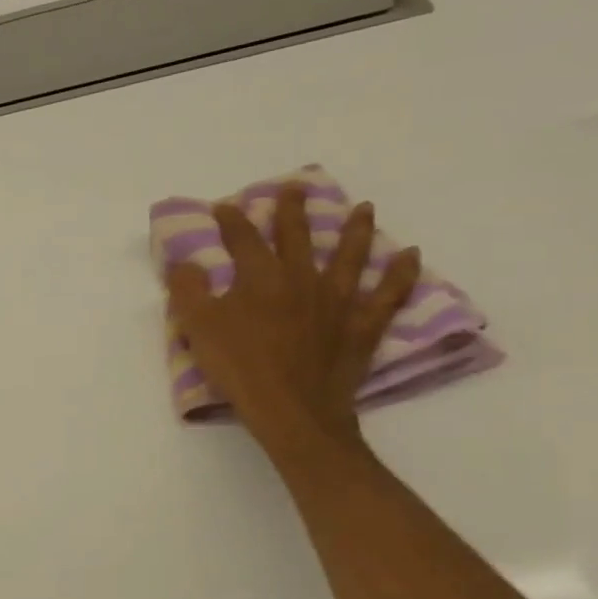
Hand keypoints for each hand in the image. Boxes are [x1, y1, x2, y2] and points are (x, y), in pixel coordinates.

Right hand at [164, 185, 420, 457]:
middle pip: (298, 236)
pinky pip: (388, 294)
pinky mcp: (361, 326)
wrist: (291, 410)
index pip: (244, 239)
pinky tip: (412, 255)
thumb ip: (188, 289)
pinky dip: (401, 273)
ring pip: (351, 255)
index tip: (224, 206)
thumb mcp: (198, 327)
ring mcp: (338, 301)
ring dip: (356, 229)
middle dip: (293, 210)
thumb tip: (185, 262)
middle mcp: (302, 279)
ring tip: (363, 207)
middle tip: (296, 187)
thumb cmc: (239, 367)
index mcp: (261, 277)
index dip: (232, 220)